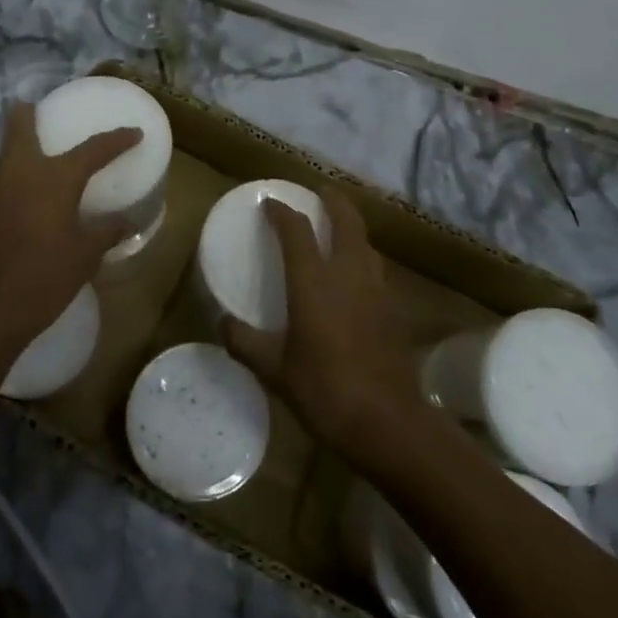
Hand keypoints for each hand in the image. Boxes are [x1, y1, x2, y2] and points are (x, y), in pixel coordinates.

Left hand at [0, 100, 141, 361]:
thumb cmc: (42, 279)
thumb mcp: (84, 257)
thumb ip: (106, 232)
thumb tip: (127, 221)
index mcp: (53, 178)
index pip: (92, 149)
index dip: (116, 139)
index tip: (133, 133)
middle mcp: (19, 172)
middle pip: (20, 126)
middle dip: (31, 114)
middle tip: (45, 112)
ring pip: (7, 152)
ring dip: (21, 145)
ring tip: (42, 157)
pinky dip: (14, 174)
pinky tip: (26, 196)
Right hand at [220, 186, 425, 463]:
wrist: (388, 423)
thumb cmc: (325, 391)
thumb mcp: (274, 370)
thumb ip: (245, 342)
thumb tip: (223, 324)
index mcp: (314, 282)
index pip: (296, 229)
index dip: (281, 211)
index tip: (269, 203)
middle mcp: (348, 274)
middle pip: (346, 220)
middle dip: (333, 200)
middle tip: (319, 194)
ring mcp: (378, 290)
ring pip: (366, 244)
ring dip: (351, 230)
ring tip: (337, 232)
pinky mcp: (394, 311)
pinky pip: (377, 271)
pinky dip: (363, 261)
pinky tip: (354, 281)